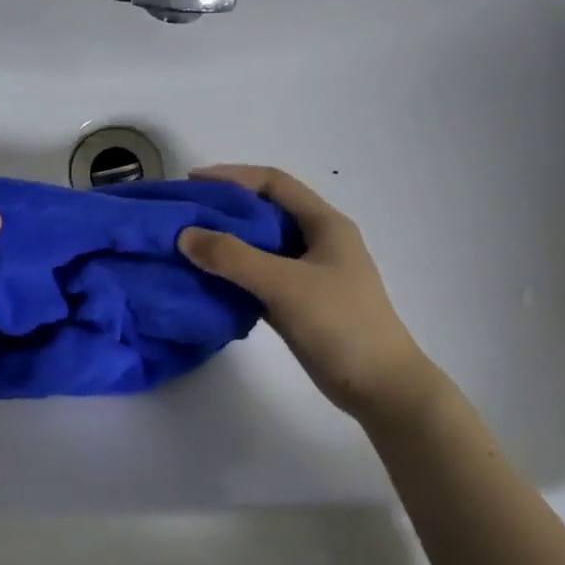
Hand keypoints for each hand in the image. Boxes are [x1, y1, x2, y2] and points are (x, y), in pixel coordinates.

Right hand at [178, 165, 432, 417]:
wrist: (380, 387)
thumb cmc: (341, 325)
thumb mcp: (285, 285)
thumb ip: (233, 258)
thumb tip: (184, 235)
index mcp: (324, 224)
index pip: (273, 183)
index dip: (232, 176)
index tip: (192, 181)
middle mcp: (316, 241)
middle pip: (264, 212)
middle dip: (224, 209)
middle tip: (183, 214)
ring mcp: (308, 273)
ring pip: (259, 246)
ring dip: (225, 243)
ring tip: (186, 245)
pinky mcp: (298, 302)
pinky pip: (258, 276)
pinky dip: (232, 273)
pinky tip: (205, 279)